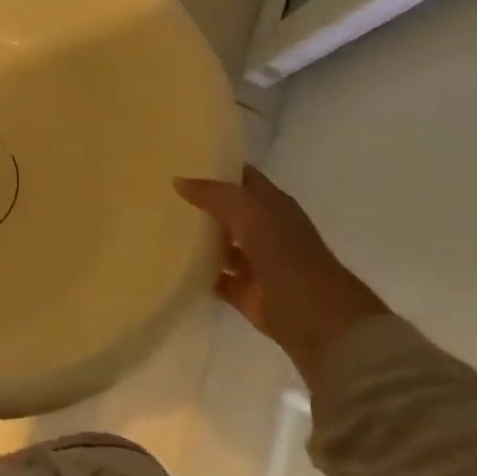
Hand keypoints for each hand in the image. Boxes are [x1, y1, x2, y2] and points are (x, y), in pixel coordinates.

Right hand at [175, 167, 389, 391]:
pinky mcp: (245, 293)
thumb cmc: (285, 252)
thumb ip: (213, 193)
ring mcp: (256, 263)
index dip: (217, 165)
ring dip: (198, 237)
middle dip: (201, 201)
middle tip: (163, 189)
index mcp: (272, 204)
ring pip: (221, 243)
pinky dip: (197, 271)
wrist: (315, 318)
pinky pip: (215, 277)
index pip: (242, 177)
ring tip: (161, 223)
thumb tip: (179, 181)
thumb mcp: (247, 210)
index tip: (183, 157)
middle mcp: (265, 230)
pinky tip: (172, 260)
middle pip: (228, 210)